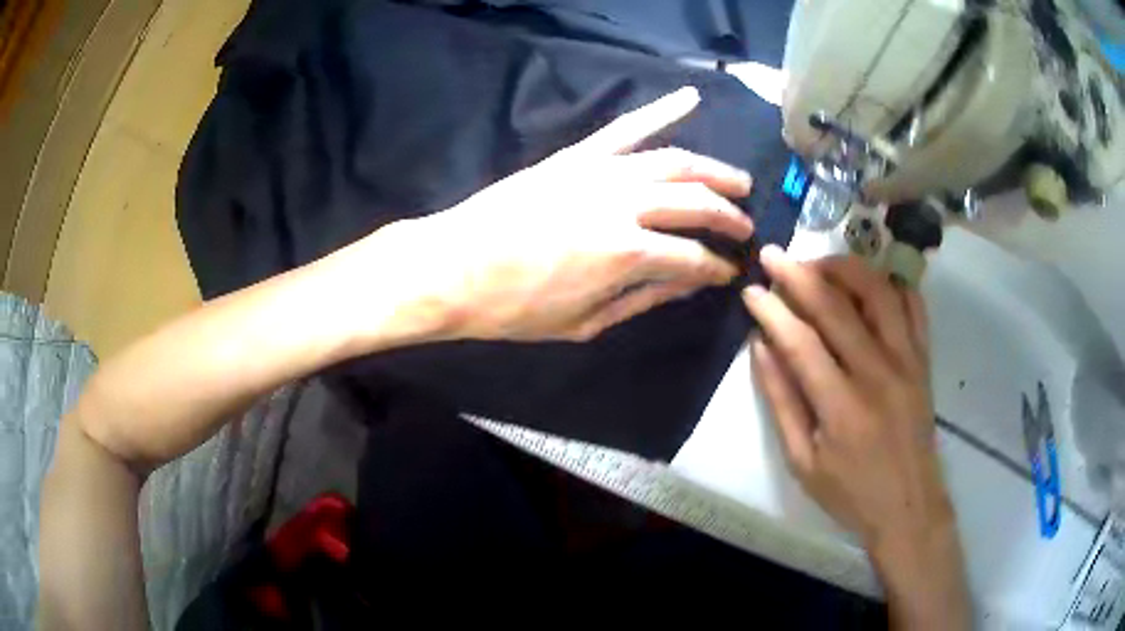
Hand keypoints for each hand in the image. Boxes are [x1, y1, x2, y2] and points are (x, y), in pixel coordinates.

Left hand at [364, 87, 753, 341]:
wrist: (452, 267)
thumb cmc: (515, 307)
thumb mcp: (584, 322)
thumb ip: (642, 299)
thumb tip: (688, 284)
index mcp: (628, 254)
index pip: (694, 258)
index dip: (718, 268)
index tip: (729, 272)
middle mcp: (625, 204)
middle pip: (695, 203)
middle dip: (729, 216)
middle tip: (746, 227)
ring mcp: (600, 172)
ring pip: (674, 161)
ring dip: (713, 170)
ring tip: (738, 181)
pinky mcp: (576, 156)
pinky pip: (625, 128)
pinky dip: (660, 110)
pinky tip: (689, 97)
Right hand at [742, 247, 952, 549]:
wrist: (909, 506)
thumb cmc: (851, 493)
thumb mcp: (803, 462)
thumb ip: (782, 402)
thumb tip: (761, 347)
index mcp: (842, 407)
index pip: (801, 341)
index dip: (772, 310)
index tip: (751, 291)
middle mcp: (878, 373)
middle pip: (837, 305)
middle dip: (798, 274)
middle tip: (773, 255)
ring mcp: (907, 361)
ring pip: (878, 292)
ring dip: (845, 268)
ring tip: (819, 264)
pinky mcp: (924, 360)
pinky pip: (913, 305)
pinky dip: (890, 284)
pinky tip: (869, 283)